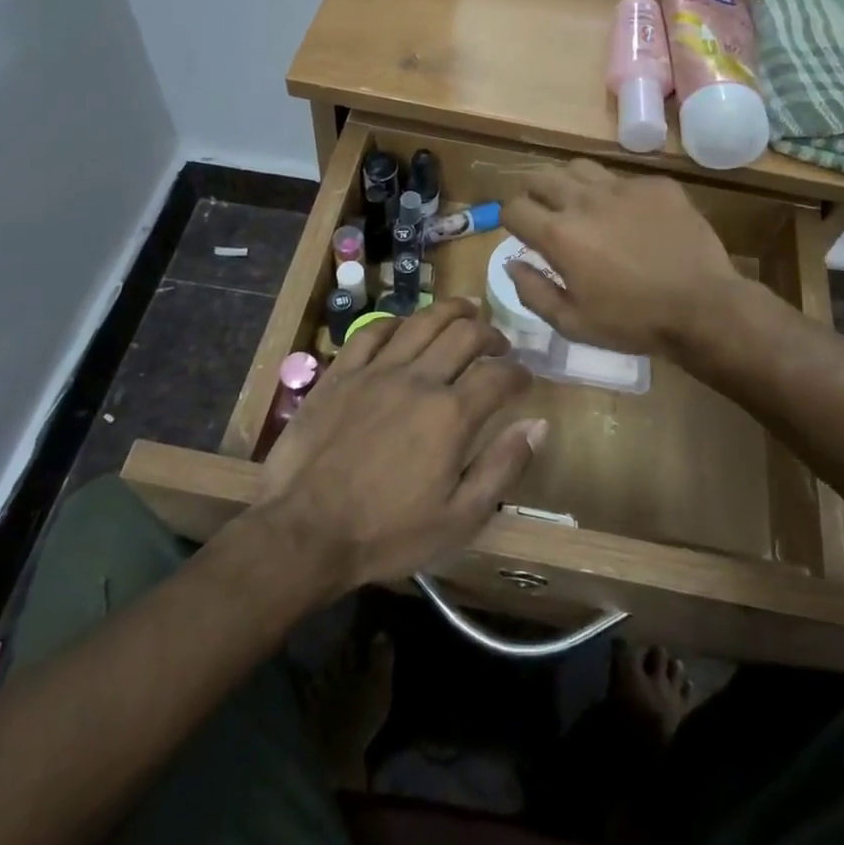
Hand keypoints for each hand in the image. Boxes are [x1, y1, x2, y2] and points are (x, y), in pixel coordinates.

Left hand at [257, 301, 545, 597]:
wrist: (304, 532)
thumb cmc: (387, 533)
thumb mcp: (459, 518)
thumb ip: (503, 467)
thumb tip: (539, 424)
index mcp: (451, 415)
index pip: (499, 375)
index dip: (519, 373)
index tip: (525, 379)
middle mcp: (418, 379)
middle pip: (464, 334)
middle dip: (490, 333)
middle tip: (498, 344)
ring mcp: (376, 371)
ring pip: (422, 321)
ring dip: (451, 311)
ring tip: (465, 312)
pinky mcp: (341, 373)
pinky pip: (372, 331)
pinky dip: (397, 323)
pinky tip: (405, 327)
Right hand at [500, 160, 742, 358]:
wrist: (703, 307)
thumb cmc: (633, 322)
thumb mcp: (572, 323)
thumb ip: (532, 291)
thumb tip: (511, 263)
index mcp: (559, 234)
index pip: (513, 207)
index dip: (510, 219)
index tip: (521, 232)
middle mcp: (584, 200)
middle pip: (541, 177)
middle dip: (534, 194)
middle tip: (545, 215)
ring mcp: (623, 187)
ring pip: (579, 168)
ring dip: (570, 184)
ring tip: (581, 206)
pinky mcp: (656, 185)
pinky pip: (623, 179)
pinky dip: (616, 194)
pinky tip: (631, 218)